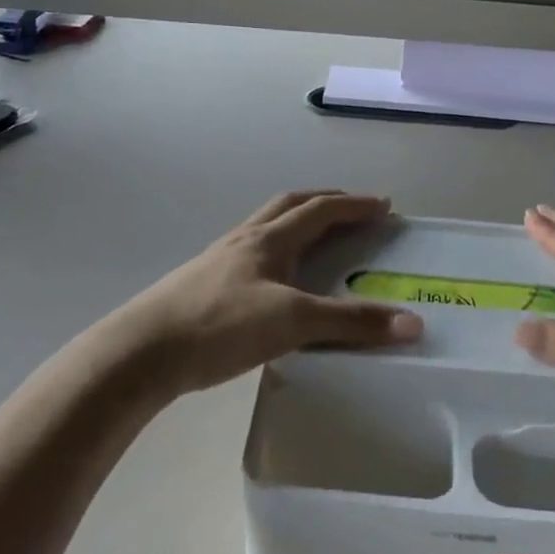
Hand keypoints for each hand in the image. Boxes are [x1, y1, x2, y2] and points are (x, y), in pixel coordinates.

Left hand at [109, 191, 421, 397]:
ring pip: (268, 228)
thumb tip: (412, 323)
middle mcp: (246, 240)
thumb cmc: (220, 325)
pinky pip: (253, 255)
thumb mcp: (292, 322)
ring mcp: (221, 260)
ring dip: (298, 224)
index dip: (355, 205)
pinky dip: (278, 253)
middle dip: (326, 202)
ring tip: (319, 242)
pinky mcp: (206, 285)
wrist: (142, 351)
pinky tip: (277, 282)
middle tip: (354, 211)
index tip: (384, 206)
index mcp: (269, 238)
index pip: (320, 209)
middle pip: (290, 205)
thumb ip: (350, 322)